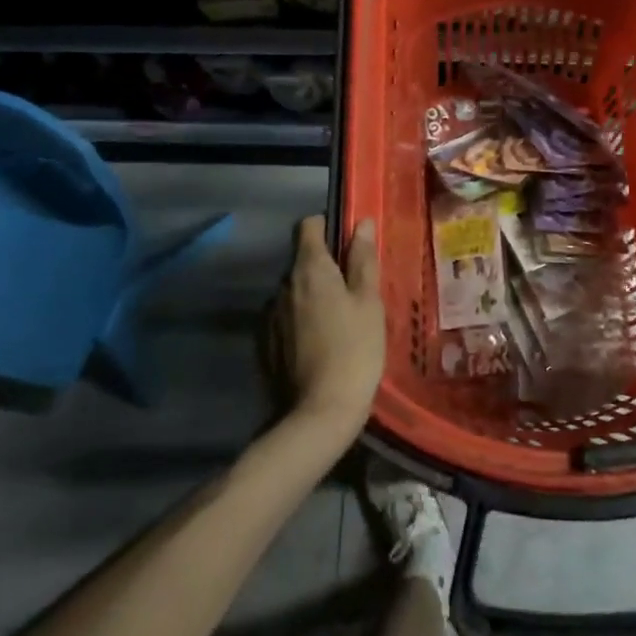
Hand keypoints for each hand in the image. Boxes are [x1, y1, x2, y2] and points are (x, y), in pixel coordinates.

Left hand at [277, 216, 385, 436]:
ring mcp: (270, 315)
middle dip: (325, 267)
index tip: (348, 245)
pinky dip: (301, 321)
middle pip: (302, 260)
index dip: (328, 227)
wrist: (320, 412)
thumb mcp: (369, 301)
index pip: (309, 226)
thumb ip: (362, 259)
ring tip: (339, 322)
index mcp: (310, 269)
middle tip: (354, 291)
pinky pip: (286, 318)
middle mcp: (283, 285)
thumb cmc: (355, 349)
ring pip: (294, 291)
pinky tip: (320, 344)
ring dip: (313, 296)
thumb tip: (360, 222)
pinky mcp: (266, 343)